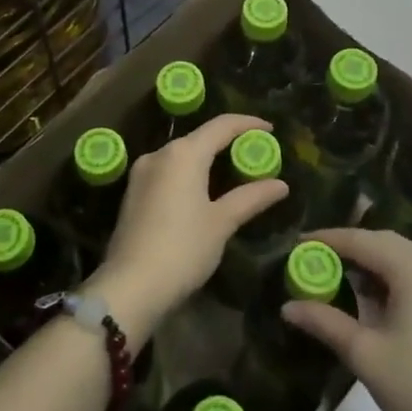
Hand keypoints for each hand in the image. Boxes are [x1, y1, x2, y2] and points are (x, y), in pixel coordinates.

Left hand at [86, 114, 287, 346]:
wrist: (131, 287)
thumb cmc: (183, 248)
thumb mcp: (222, 222)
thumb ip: (251, 198)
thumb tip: (281, 185)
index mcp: (183, 153)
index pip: (221, 126)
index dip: (248, 123)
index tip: (271, 129)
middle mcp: (159, 154)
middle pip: (200, 138)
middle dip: (228, 142)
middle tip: (255, 154)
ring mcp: (141, 173)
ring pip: (182, 156)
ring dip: (208, 159)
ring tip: (233, 172)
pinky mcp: (133, 193)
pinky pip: (168, 172)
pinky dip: (190, 174)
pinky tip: (203, 191)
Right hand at [281, 227, 411, 410]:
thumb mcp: (365, 354)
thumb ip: (325, 322)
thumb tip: (288, 306)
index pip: (362, 240)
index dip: (327, 239)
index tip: (296, 244)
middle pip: (384, 243)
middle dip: (349, 249)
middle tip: (313, 261)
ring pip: (404, 259)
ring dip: (371, 265)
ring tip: (337, 280)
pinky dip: (393, 280)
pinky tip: (374, 301)